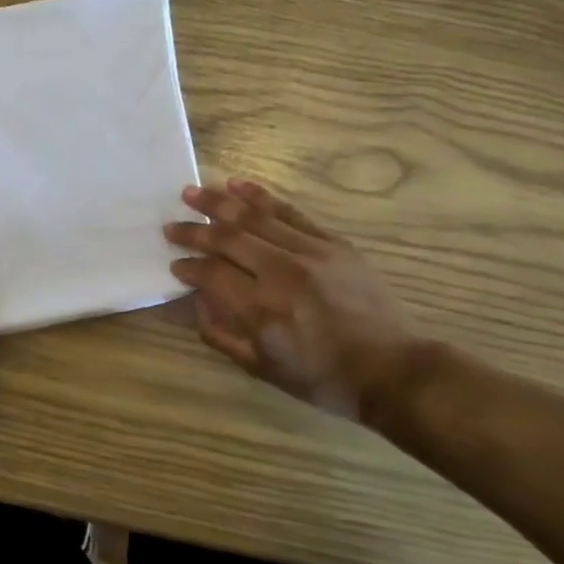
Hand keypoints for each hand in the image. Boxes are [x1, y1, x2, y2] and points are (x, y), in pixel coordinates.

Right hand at [164, 180, 426, 421]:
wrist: (392, 369)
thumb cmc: (323, 378)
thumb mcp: (263, 368)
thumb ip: (222, 334)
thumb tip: (199, 302)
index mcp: (262, 309)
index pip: (211, 274)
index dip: (187, 266)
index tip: (174, 264)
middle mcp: (281, 273)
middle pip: (226, 238)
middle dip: (193, 231)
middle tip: (170, 225)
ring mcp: (310, 252)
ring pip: (254, 217)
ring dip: (218, 203)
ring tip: (191, 192)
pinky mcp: (332, 242)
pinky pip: (289, 212)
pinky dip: (260, 196)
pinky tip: (237, 185)